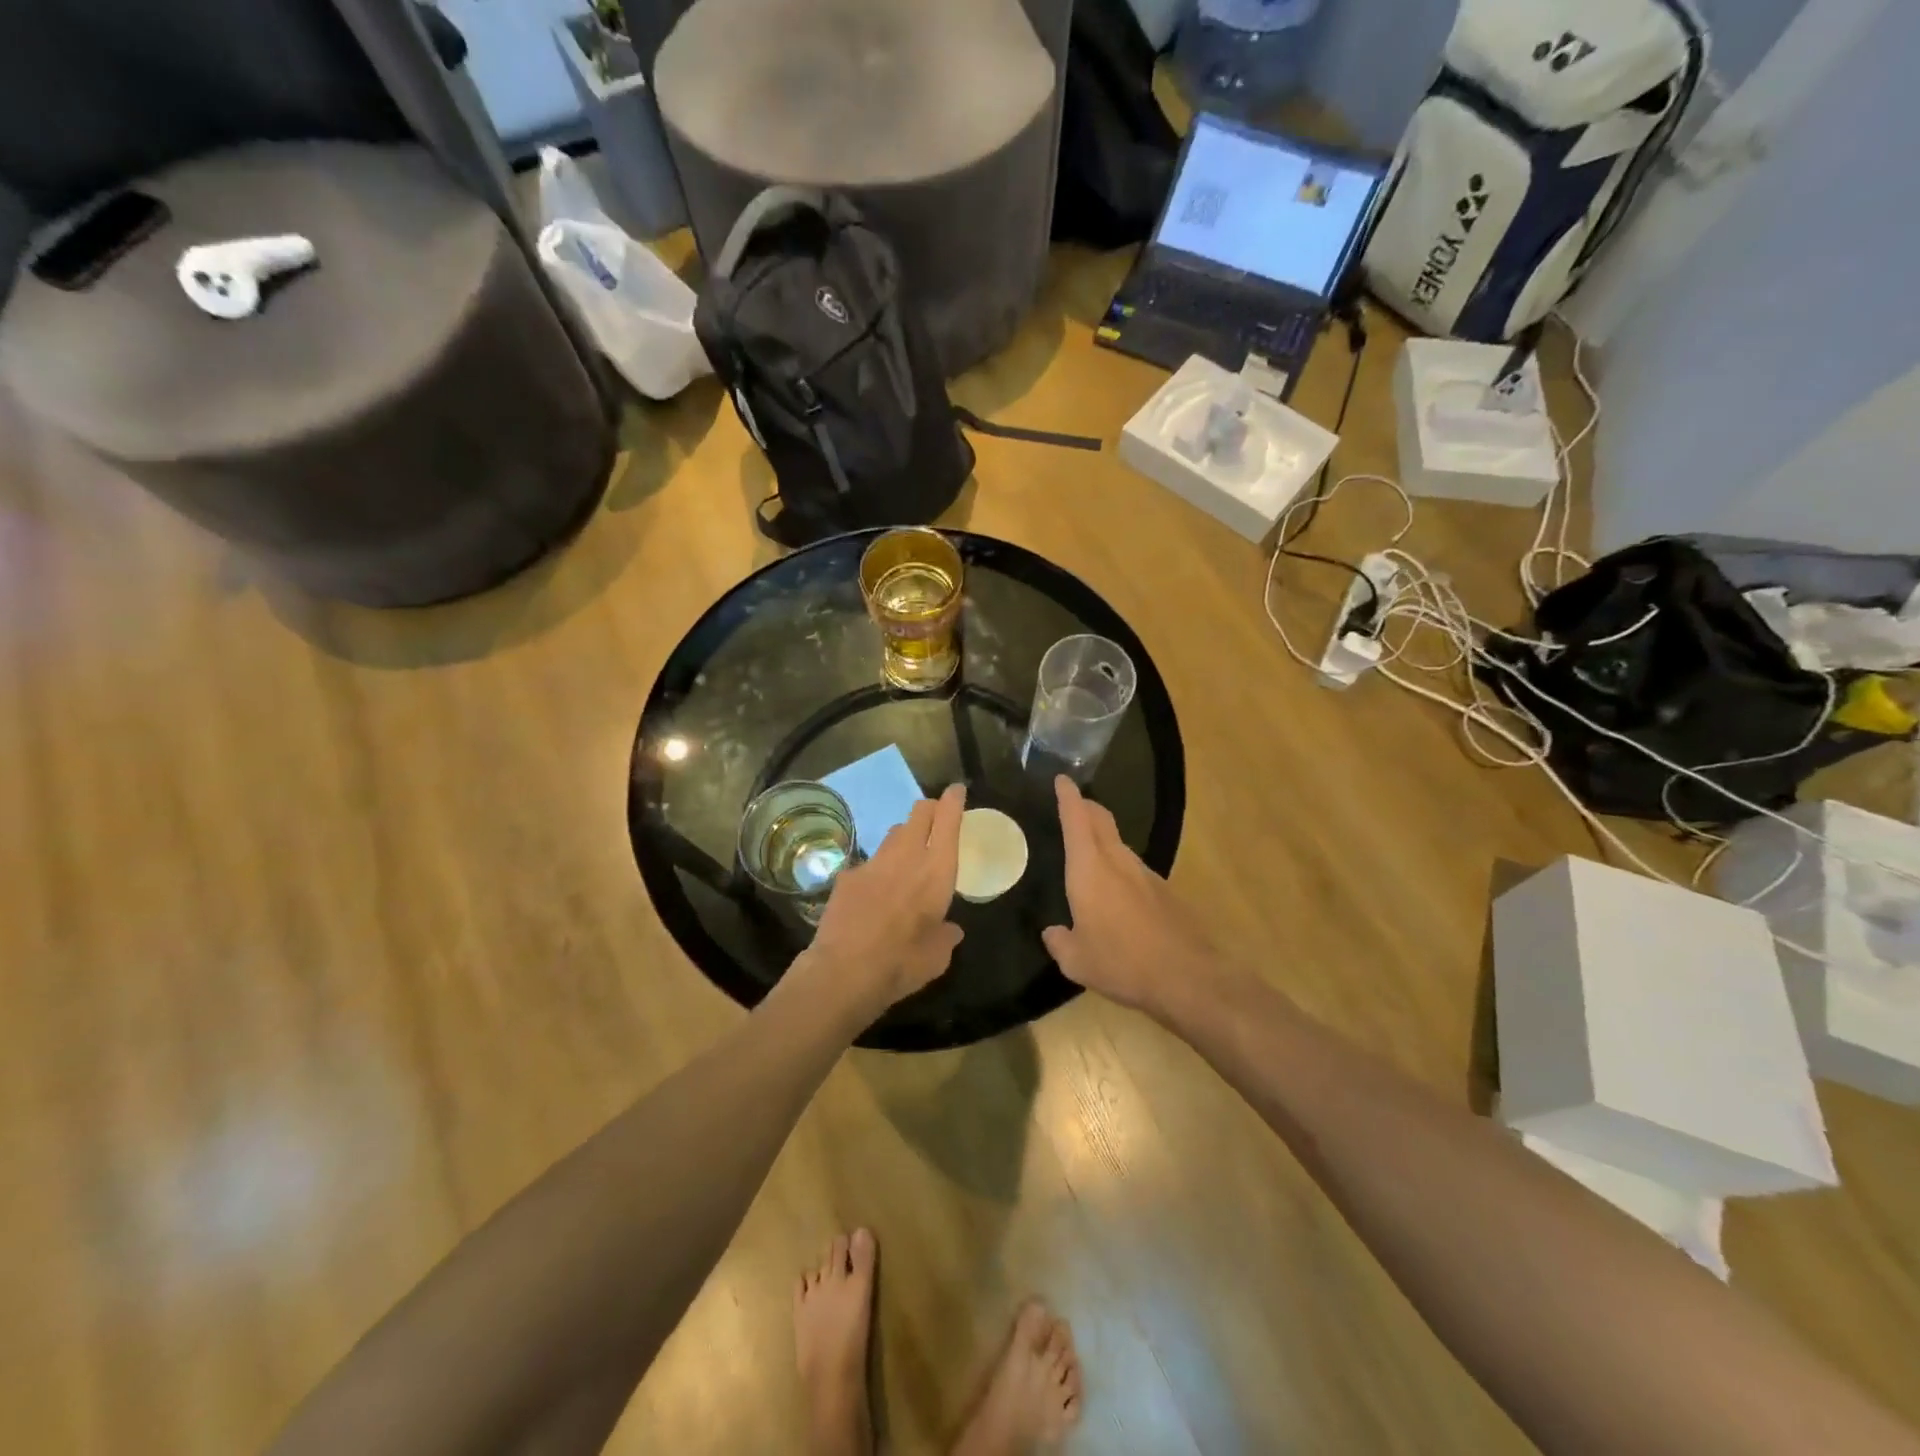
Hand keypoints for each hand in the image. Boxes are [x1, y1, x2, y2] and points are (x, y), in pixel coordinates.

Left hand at [803, 783, 966, 1016]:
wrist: (843, 972)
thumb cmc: (902, 963)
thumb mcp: (938, 956)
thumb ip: (946, 936)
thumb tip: (950, 929)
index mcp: (937, 871)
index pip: (947, 820)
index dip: (953, 800)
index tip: (956, 790)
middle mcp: (906, 856)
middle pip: (919, 813)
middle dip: (929, 809)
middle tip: (935, 818)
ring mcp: (873, 863)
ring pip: (893, 834)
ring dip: (904, 838)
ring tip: (907, 857)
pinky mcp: (848, 875)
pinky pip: (869, 863)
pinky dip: (877, 871)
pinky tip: (873, 894)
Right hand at [1043, 777, 1227, 1019]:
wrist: (1186, 977)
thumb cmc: (1121, 962)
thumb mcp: (1077, 961)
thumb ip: (1059, 942)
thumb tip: (1053, 933)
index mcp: (1090, 869)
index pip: (1077, 819)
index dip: (1068, 797)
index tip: (1062, 780)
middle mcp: (1118, 861)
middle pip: (1101, 821)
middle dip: (1087, 808)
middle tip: (1074, 805)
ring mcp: (1146, 874)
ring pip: (1119, 844)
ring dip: (1104, 839)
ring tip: (1090, 853)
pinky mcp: (1165, 892)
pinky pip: (1134, 869)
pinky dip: (1120, 869)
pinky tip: (1117, 895)